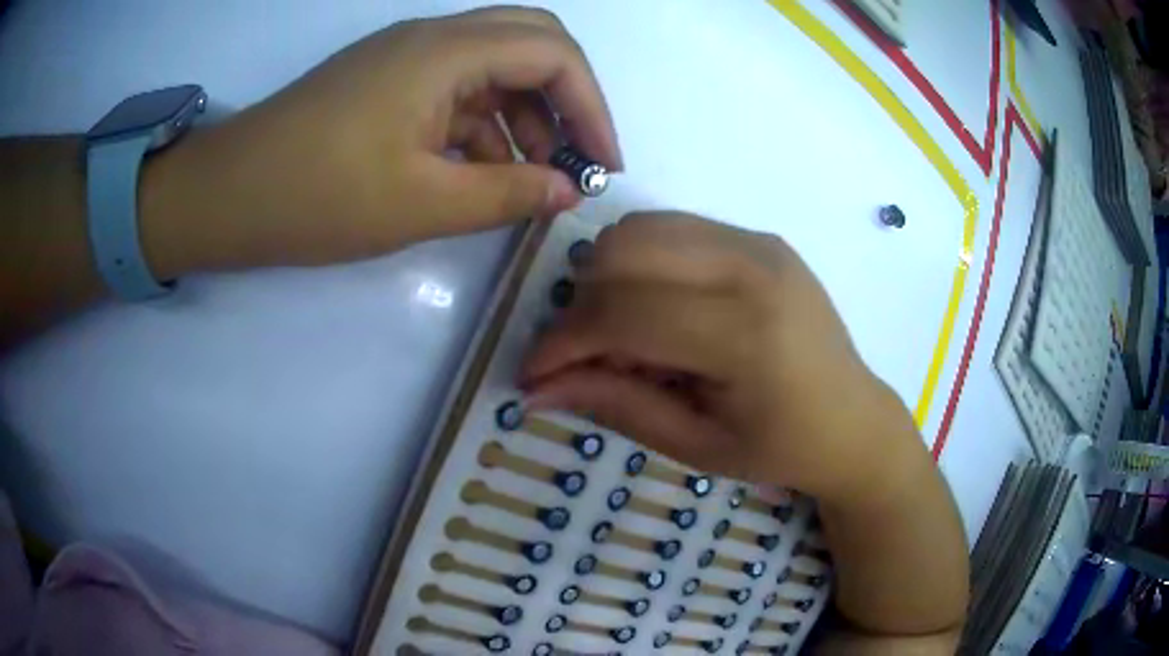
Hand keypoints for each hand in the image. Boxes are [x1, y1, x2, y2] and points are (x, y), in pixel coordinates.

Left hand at [141, 7, 621, 277]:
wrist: (228, 194)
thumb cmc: (316, 196)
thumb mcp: (420, 204)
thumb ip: (506, 194)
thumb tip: (567, 192)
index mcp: (445, 52)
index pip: (553, 54)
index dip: (591, 107)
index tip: (604, 165)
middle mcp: (433, 38)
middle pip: (531, 42)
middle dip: (566, 99)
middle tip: (576, 159)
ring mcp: (407, 57)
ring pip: (494, 67)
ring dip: (524, 116)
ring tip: (530, 180)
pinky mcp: (387, 81)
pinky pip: (456, 89)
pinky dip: (483, 125)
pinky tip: (482, 171)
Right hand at [522, 212, 920, 501]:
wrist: (854, 418)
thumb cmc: (780, 448)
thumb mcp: (695, 445)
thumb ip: (614, 404)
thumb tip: (535, 387)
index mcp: (745, 334)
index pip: (622, 312)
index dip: (563, 341)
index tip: (534, 374)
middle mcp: (752, 267)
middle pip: (622, 251)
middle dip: (581, 304)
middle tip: (586, 356)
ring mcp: (758, 242)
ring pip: (641, 228)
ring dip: (609, 277)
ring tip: (625, 335)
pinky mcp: (760, 237)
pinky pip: (673, 229)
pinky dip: (643, 263)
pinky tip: (660, 310)